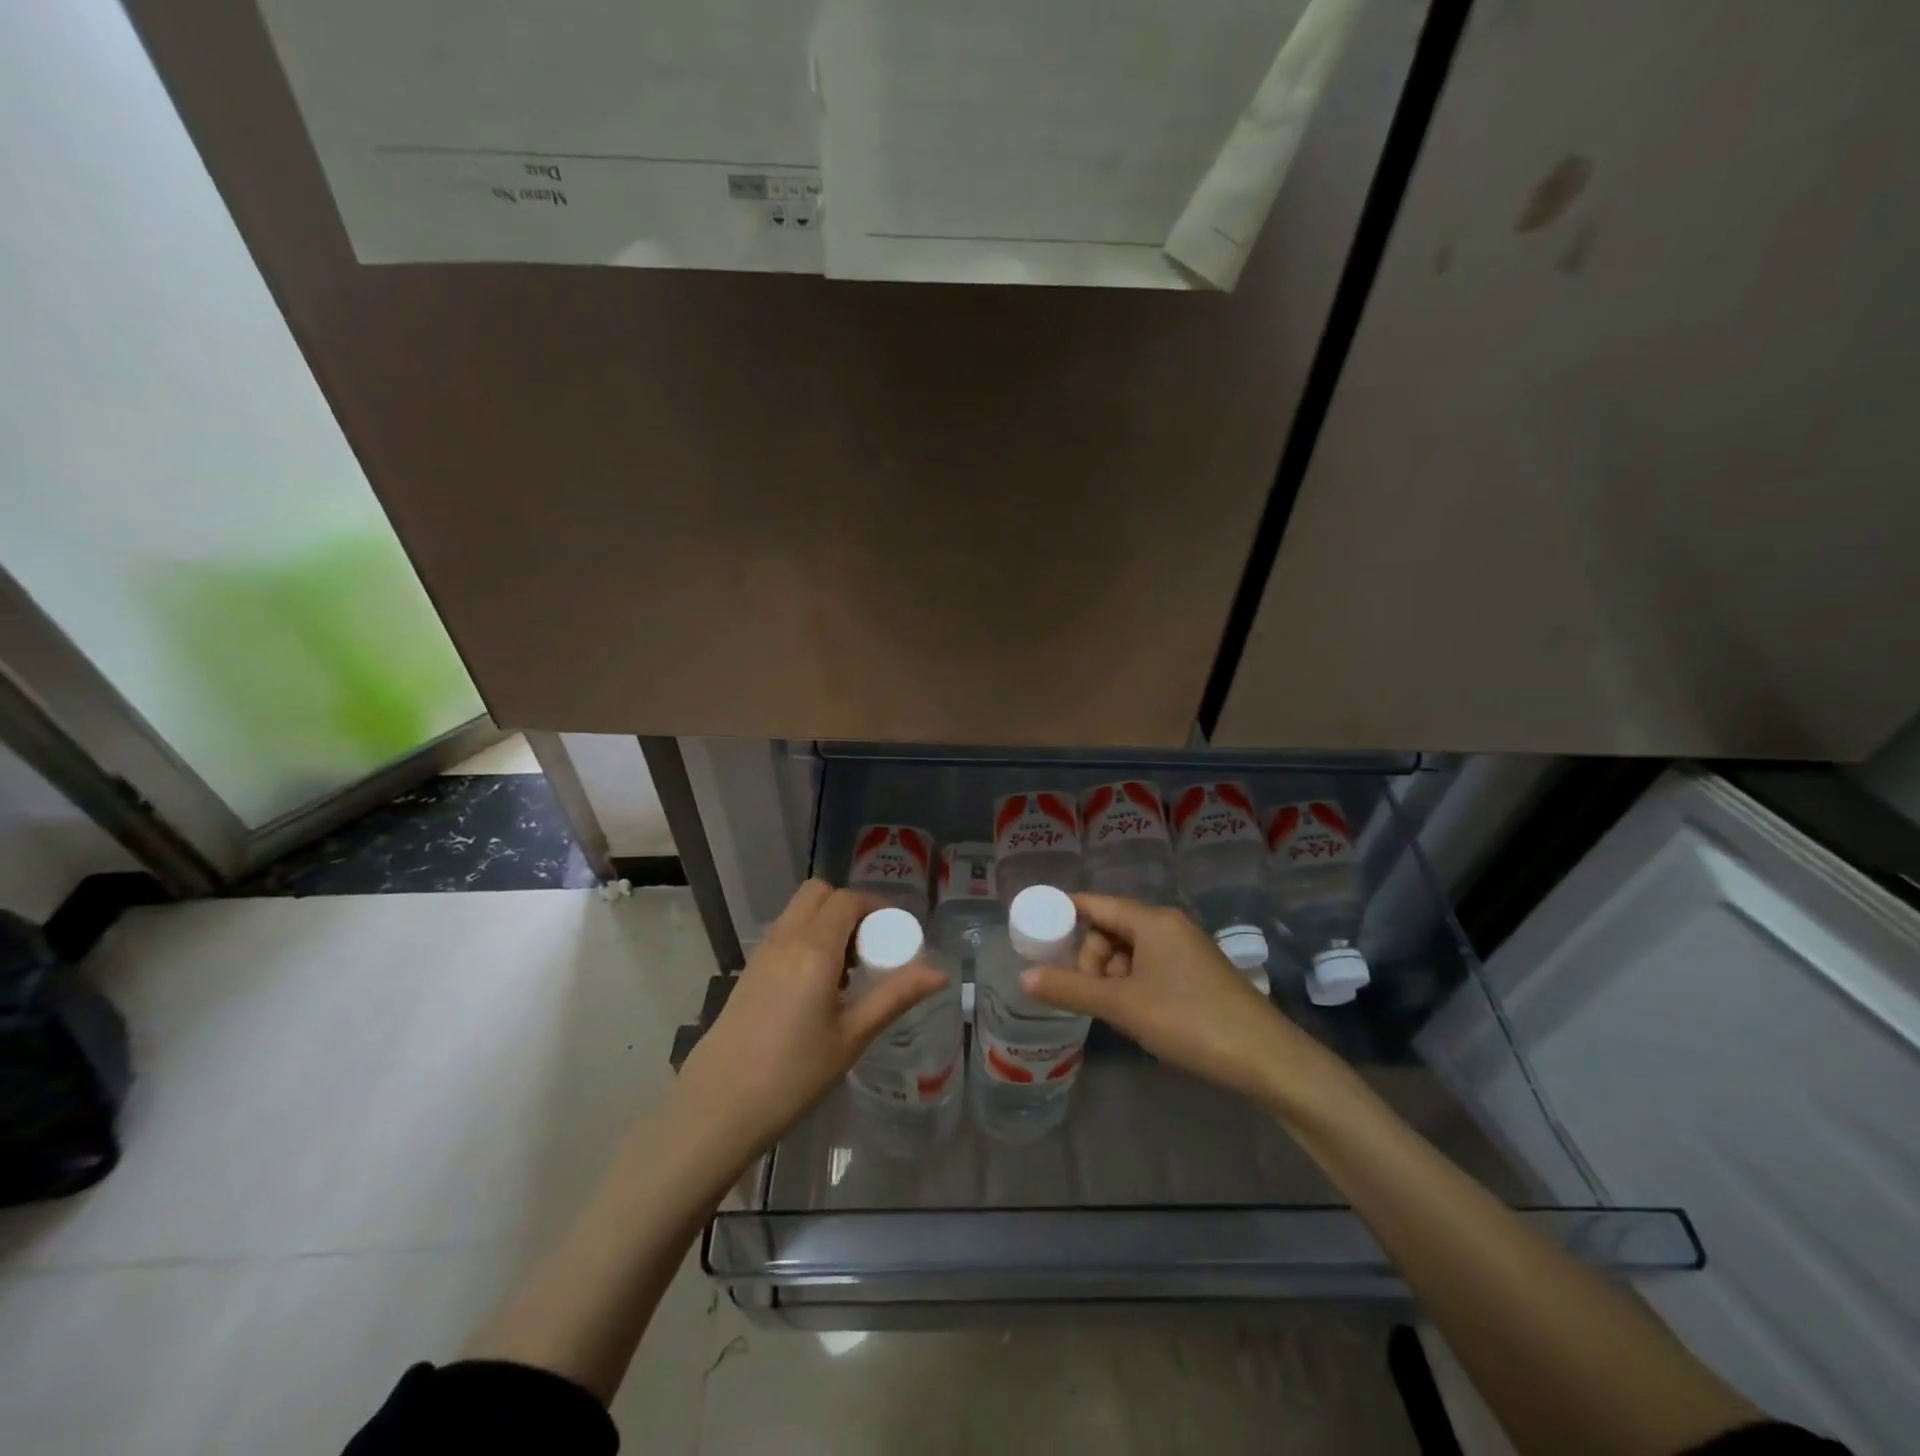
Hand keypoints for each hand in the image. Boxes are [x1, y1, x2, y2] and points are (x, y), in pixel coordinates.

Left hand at [673, 880, 947, 1164]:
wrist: (717, 1107)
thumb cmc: (793, 1074)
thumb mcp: (853, 1036)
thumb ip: (896, 996)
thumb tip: (940, 973)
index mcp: (814, 948)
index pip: (847, 900)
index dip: (876, 906)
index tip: (895, 933)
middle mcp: (785, 938)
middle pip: (818, 893)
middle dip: (848, 907)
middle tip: (869, 947)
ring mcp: (761, 953)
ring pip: (798, 912)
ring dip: (826, 922)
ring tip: (847, 971)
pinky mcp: (748, 972)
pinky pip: (784, 934)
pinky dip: (806, 939)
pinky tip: (817, 987)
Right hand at [1021, 893, 1334, 1110]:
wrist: (1265, 1058)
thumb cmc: (1188, 1020)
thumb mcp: (1122, 1005)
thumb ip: (1070, 989)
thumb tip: (1024, 977)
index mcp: (1151, 920)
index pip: (1094, 904)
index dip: (1063, 915)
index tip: (1037, 936)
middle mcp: (1168, 925)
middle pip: (1110, 928)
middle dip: (1090, 958)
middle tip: (1090, 994)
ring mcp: (1186, 948)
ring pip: (1130, 950)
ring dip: (1112, 976)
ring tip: (1116, 1012)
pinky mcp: (1197, 972)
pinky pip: (1150, 966)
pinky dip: (1134, 984)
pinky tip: (1138, 1015)